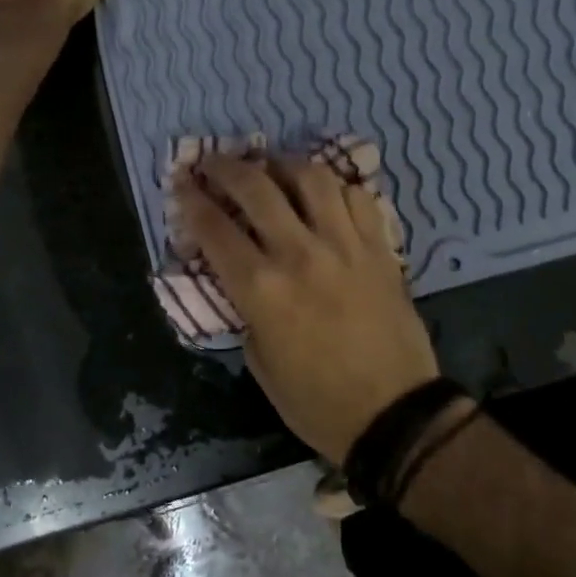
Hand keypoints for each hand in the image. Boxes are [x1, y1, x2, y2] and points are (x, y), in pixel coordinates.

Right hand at [178, 153, 440, 465]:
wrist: (393, 413)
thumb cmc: (317, 402)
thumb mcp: (260, 363)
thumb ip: (246, 309)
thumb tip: (242, 276)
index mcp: (262, 289)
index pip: (216, 229)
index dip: (192, 200)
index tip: (182, 183)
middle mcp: (300, 254)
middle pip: (257, 188)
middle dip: (226, 168)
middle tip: (213, 162)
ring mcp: (345, 245)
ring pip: (312, 178)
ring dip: (284, 165)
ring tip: (272, 167)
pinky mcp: (379, 248)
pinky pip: (357, 198)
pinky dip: (335, 188)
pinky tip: (324, 195)